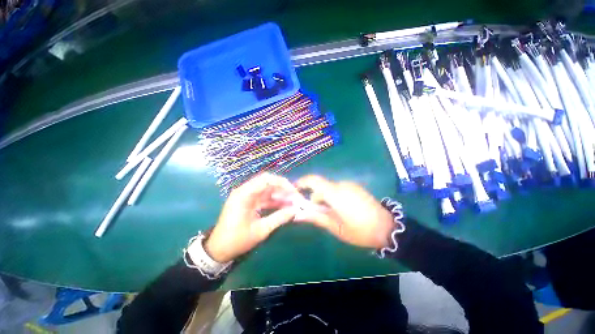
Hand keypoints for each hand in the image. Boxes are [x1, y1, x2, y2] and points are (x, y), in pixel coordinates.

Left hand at [189, 173, 299, 262]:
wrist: (219, 250)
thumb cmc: (237, 240)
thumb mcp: (261, 230)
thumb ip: (279, 218)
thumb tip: (295, 210)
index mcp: (244, 194)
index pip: (266, 179)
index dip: (282, 183)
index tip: (293, 191)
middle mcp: (245, 191)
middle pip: (268, 182)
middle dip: (283, 188)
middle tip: (295, 196)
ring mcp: (247, 196)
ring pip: (267, 190)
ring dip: (280, 195)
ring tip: (293, 202)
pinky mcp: (249, 202)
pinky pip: (265, 198)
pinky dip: (275, 201)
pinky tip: (284, 207)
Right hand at [294, 175, 394, 248]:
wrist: (388, 228)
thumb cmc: (360, 231)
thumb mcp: (336, 228)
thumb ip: (316, 218)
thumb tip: (298, 214)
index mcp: (335, 193)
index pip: (314, 180)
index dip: (302, 182)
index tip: (294, 190)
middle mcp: (342, 184)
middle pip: (321, 186)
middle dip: (314, 197)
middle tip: (314, 212)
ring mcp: (350, 185)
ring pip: (329, 188)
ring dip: (324, 198)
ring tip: (329, 214)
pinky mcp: (355, 187)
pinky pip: (338, 188)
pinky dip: (333, 196)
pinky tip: (339, 209)